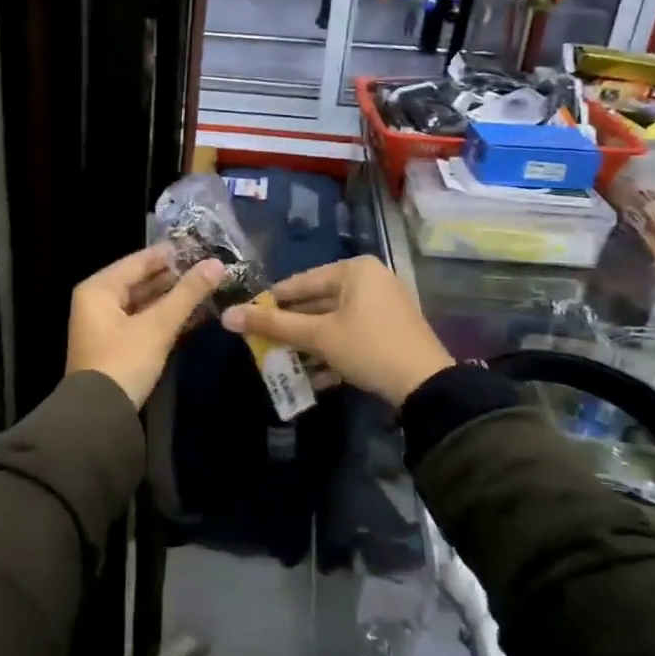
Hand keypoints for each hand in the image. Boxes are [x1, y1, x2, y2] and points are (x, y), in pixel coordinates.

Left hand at [67, 245, 226, 407]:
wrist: (99, 417)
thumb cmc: (124, 361)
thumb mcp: (158, 326)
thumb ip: (187, 294)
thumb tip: (217, 264)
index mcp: (98, 289)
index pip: (139, 261)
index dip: (171, 254)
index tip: (203, 247)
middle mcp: (97, 301)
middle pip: (141, 281)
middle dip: (175, 277)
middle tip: (210, 269)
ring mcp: (104, 325)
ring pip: (144, 302)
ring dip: (172, 299)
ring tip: (207, 289)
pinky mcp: (115, 346)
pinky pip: (143, 321)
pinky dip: (164, 318)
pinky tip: (193, 316)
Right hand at [220, 256, 453, 405]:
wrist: (427, 385)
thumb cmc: (367, 347)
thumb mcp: (317, 336)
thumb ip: (272, 325)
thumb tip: (228, 316)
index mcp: (354, 270)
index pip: (300, 282)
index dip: (271, 302)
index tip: (247, 319)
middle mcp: (370, 280)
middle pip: (317, 302)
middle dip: (291, 328)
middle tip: (262, 344)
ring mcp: (383, 305)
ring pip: (333, 322)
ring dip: (308, 345)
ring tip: (282, 363)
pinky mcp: (390, 330)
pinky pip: (350, 334)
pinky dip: (331, 352)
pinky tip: (313, 377)